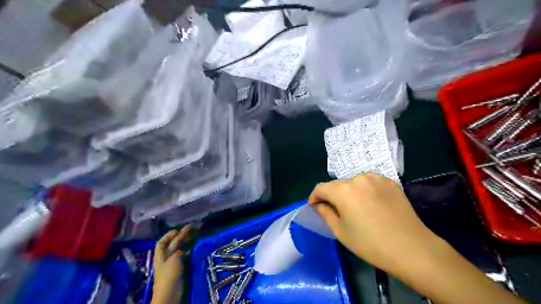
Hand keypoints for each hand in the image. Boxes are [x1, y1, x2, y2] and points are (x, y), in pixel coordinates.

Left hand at [150, 224, 195, 303]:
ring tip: (195, 235)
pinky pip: (186, 256)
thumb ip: (178, 251)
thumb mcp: (174, 260)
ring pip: (181, 249)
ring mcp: (174, 264)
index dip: (168, 235)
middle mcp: (166, 258)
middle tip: (192, 228)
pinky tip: (196, 247)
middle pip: (173, 244)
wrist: (171, 294)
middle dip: (181, 236)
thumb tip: (183, 248)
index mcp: (161, 256)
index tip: (178, 230)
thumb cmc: (169, 276)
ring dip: (187, 242)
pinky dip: (190, 250)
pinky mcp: (181, 269)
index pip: (162, 242)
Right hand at [310, 173, 440, 274]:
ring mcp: (376, 178)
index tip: (314, 207)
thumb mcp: (341, 231)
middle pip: (337, 184)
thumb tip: (318, 205)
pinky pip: (369, 183)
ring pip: (353, 182)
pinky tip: (371, 204)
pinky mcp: (390, 181)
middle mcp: (358, 178)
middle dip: (332, 196)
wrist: (411, 248)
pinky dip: (364, 190)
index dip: (314, 197)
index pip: (321, 188)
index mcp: (343, 190)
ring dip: (348, 192)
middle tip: (335, 211)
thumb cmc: (371, 244)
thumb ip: (325, 213)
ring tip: (354, 208)